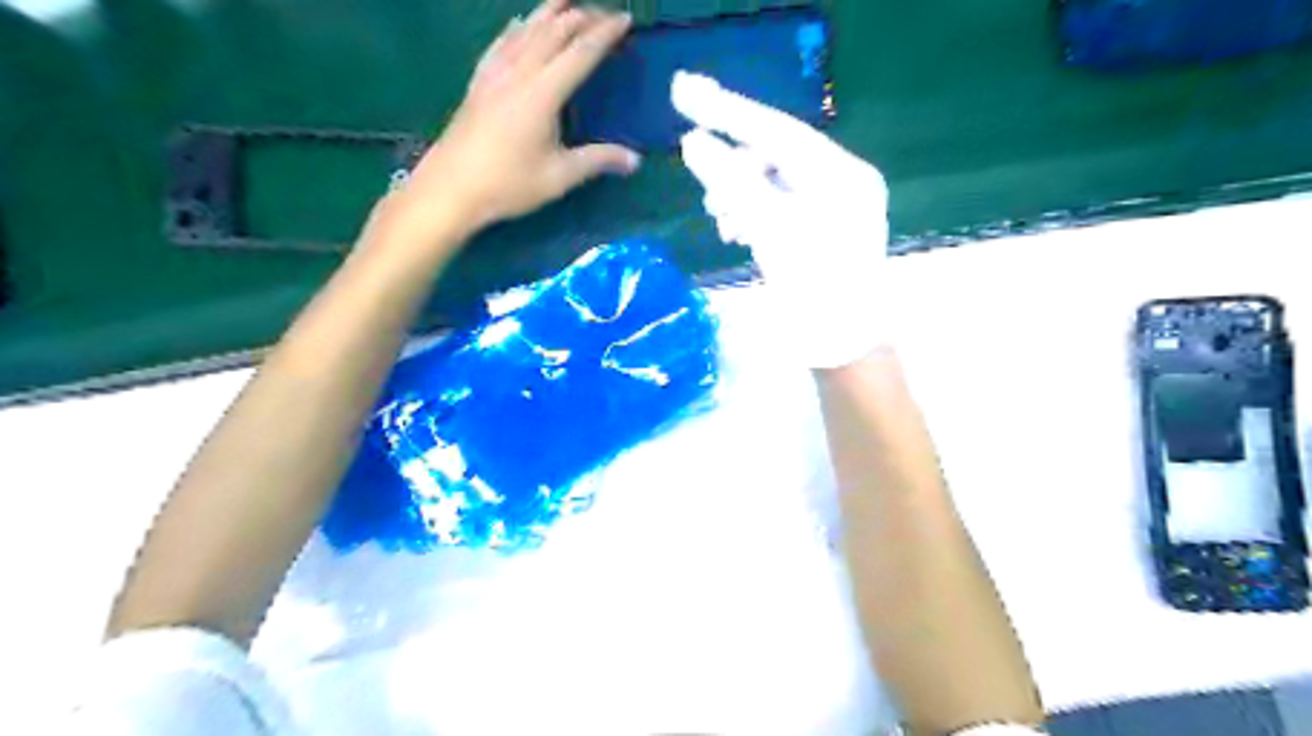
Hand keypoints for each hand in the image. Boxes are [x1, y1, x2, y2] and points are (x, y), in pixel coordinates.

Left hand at [384, 0, 643, 244]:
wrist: (451, 188)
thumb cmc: (508, 184)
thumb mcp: (559, 177)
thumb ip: (597, 161)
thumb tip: (635, 160)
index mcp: (542, 93)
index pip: (580, 53)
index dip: (605, 34)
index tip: (625, 20)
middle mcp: (519, 72)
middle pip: (554, 31)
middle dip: (582, 16)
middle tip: (605, 14)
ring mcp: (494, 73)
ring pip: (526, 29)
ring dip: (551, 13)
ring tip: (568, 2)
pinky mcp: (479, 81)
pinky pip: (502, 42)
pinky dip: (518, 27)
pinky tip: (520, 23)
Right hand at [670, 70, 884, 366]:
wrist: (841, 347)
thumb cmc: (812, 290)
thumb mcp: (769, 231)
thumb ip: (732, 183)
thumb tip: (694, 142)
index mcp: (842, 175)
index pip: (778, 131)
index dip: (729, 112)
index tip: (685, 92)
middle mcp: (843, 183)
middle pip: (777, 156)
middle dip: (735, 170)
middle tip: (706, 191)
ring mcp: (835, 208)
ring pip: (774, 184)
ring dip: (741, 196)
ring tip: (722, 222)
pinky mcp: (823, 231)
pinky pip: (780, 207)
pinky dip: (754, 214)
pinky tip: (736, 232)